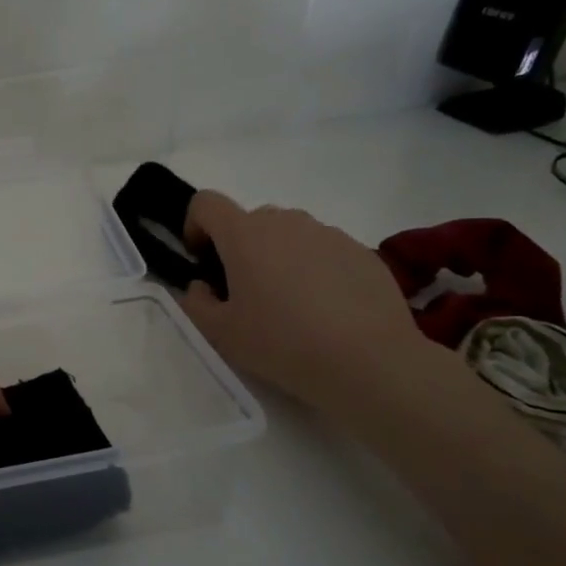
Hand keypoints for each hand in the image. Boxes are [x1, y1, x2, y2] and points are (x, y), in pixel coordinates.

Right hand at [179, 191, 428, 410]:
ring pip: (289, 235)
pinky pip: (324, 251)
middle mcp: (286, 222)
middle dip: (239, 248)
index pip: (206, 203)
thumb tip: (202, 286)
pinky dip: (315, 270)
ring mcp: (328, 234)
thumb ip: (196, 302)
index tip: (202, 262)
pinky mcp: (362, 252)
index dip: (195, 226)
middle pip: (249, 220)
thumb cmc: (282, 342)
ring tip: (290, 305)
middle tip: (245, 293)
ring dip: (278, 258)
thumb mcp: (220, 333)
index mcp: (244, 235)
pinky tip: (326, 311)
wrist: (370, 362)